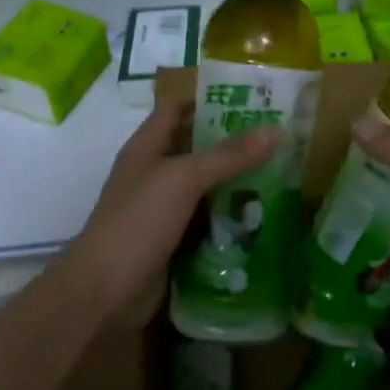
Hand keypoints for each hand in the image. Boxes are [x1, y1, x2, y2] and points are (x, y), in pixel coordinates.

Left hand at [58, 91, 277, 334]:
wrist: (106, 293)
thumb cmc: (138, 222)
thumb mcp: (183, 179)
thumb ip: (228, 155)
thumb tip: (276, 129)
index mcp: (147, 148)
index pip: (176, 108)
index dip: (208, 98)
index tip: (251, 96)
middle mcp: (155, 174)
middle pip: (197, 148)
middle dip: (234, 142)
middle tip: (281, 137)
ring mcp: (164, 211)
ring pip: (207, 188)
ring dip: (238, 182)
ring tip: (284, 173)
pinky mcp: (176, 242)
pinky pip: (209, 222)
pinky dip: (233, 218)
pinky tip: (265, 216)